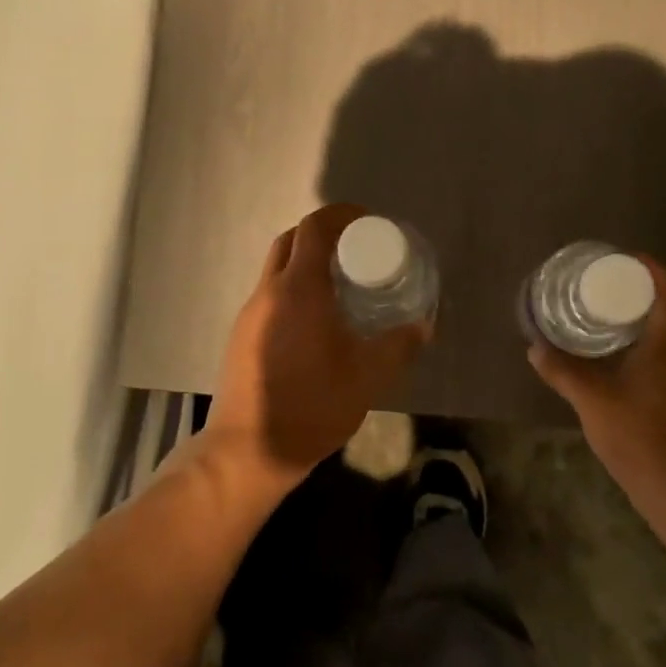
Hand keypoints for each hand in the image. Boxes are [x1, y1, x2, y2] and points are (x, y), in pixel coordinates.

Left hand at [204, 204, 430, 490]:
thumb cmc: (312, 405)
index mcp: (298, 289)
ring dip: (305, 261)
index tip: (367, 222)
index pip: (314, 228)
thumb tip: (424, 326)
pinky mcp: (241, 335)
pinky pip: (269, 293)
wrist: (248, 450)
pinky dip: (293, 288)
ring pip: (276, 268)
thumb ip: (399, 346)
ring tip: (340, 283)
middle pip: (291, 240)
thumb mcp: (368, 376)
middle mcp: (268, 291)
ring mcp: (249, 313)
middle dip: (322, 234)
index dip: (341, 215)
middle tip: (355, 250)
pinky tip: (315, 319)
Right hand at [528, 258, 665, 508]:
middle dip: (640, 296)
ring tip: (611, 325)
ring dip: (647, 325)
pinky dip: (653, 352)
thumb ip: (562, 371)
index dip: (650, 269)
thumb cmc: (639, 436)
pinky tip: (628, 367)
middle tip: (605, 292)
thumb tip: (534, 347)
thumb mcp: (592, 400)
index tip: (625, 261)